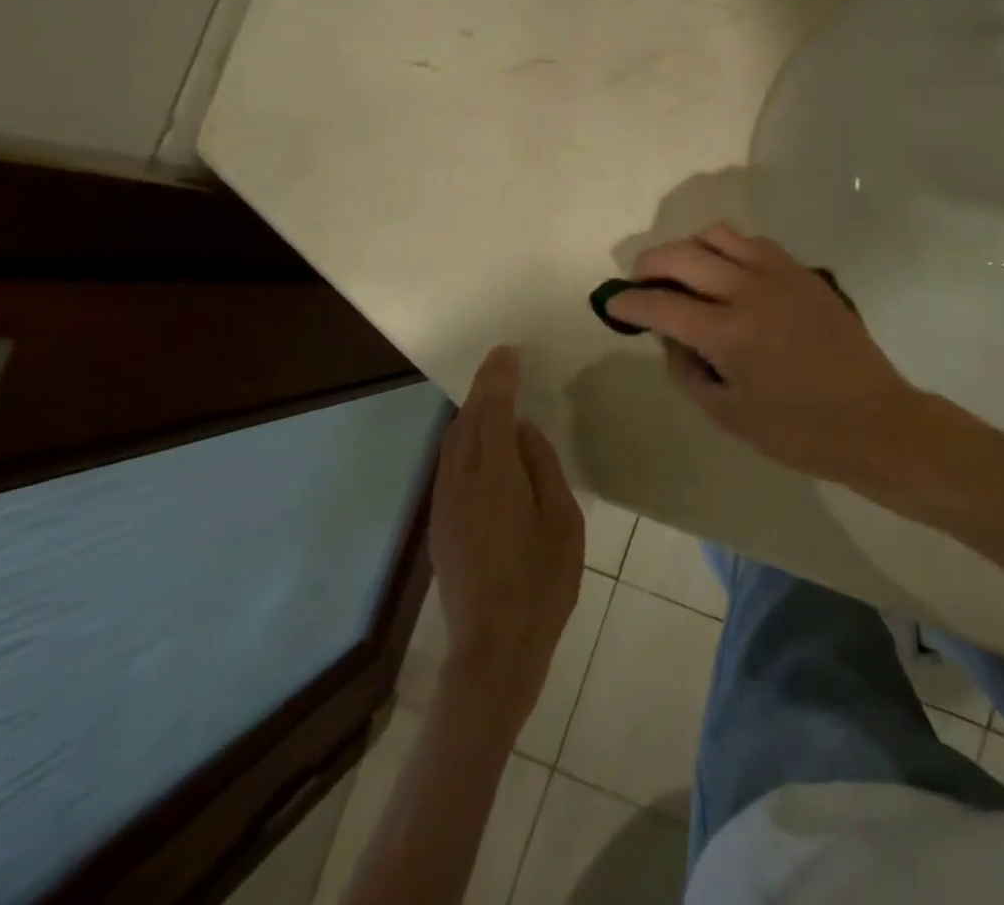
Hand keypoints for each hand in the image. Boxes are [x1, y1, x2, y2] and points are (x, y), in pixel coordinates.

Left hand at [429, 346, 584, 724]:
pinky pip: (450, 465)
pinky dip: (466, 440)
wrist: (494, 651)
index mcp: (495, 478)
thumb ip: (541, 467)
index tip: (507, 351)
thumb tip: (522, 431)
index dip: (498, 378)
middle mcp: (460, 484)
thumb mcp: (563, 520)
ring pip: (452, 443)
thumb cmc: (542, 584)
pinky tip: (485, 445)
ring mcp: (444, 506)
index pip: (492, 411)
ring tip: (495, 398)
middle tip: (504, 367)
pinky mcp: (441, 526)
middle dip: (482, 390)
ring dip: (472, 414)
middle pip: (465, 422)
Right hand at [605, 224, 922, 483]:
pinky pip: (754, 243)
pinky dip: (728, 249)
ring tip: (683, 273)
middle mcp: (749, 291)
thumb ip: (687, 369)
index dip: (628, 303)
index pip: (660, 305)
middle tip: (639, 283)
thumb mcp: (728, 414)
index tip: (612, 304)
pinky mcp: (803, 271)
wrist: (872, 419)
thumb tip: (669, 334)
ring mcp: (779, 275)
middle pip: (682, 255)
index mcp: (727, 334)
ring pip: (718, 235)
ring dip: (689, 248)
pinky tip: (728, 274)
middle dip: (649, 265)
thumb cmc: (797, 431)